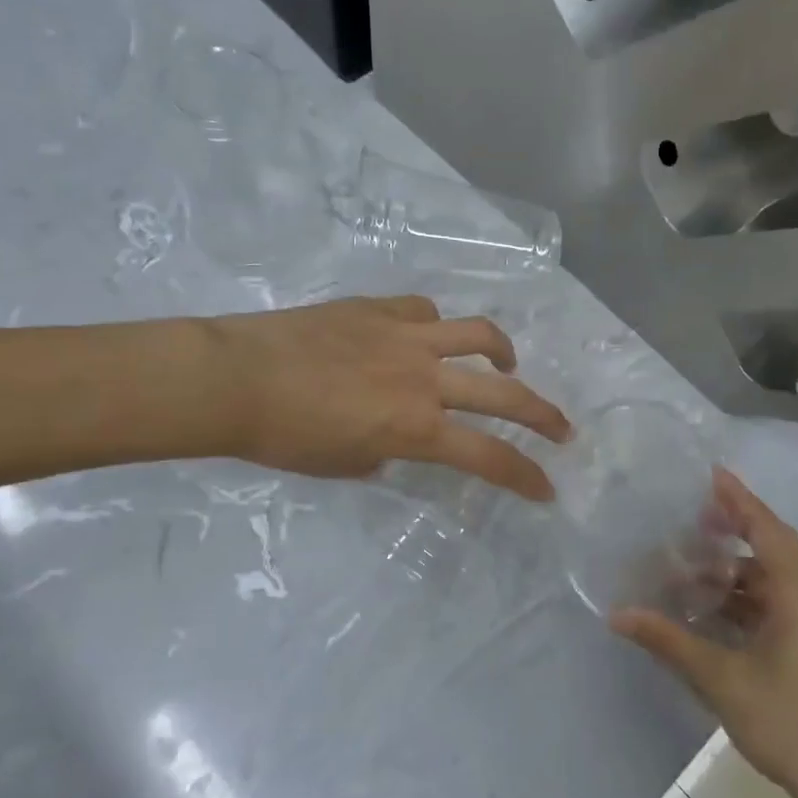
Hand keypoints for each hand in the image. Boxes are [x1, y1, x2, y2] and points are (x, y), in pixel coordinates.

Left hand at [204, 295, 571, 499]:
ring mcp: (405, 336)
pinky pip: (424, 311)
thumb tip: (394, 441)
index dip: (524, 475)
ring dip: (503, 352)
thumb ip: (385, 453)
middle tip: (562, 429)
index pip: (488, 456)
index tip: (546, 489)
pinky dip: (436, 326)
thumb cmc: (282, 436)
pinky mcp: (380, 308)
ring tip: (509, 363)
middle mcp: (424, 379)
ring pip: (478, 334)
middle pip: (504, 394)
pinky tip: (427, 335)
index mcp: (415, 427)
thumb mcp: (343, 464)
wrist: (235, 378)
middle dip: (543, 416)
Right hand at [611, 469, 797, 797]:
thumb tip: (617, 614)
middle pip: (771, 548)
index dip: (739, 500)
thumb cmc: (789, 721)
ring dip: (733, 571)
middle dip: (734, 529)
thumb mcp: (721, 679)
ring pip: (770, 581)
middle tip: (691, 519)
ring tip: (689, 567)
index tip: (711, 474)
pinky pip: (773, 605)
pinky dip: (742, 599)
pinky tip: (710, 609)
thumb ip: (669, 640)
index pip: (767, 530)